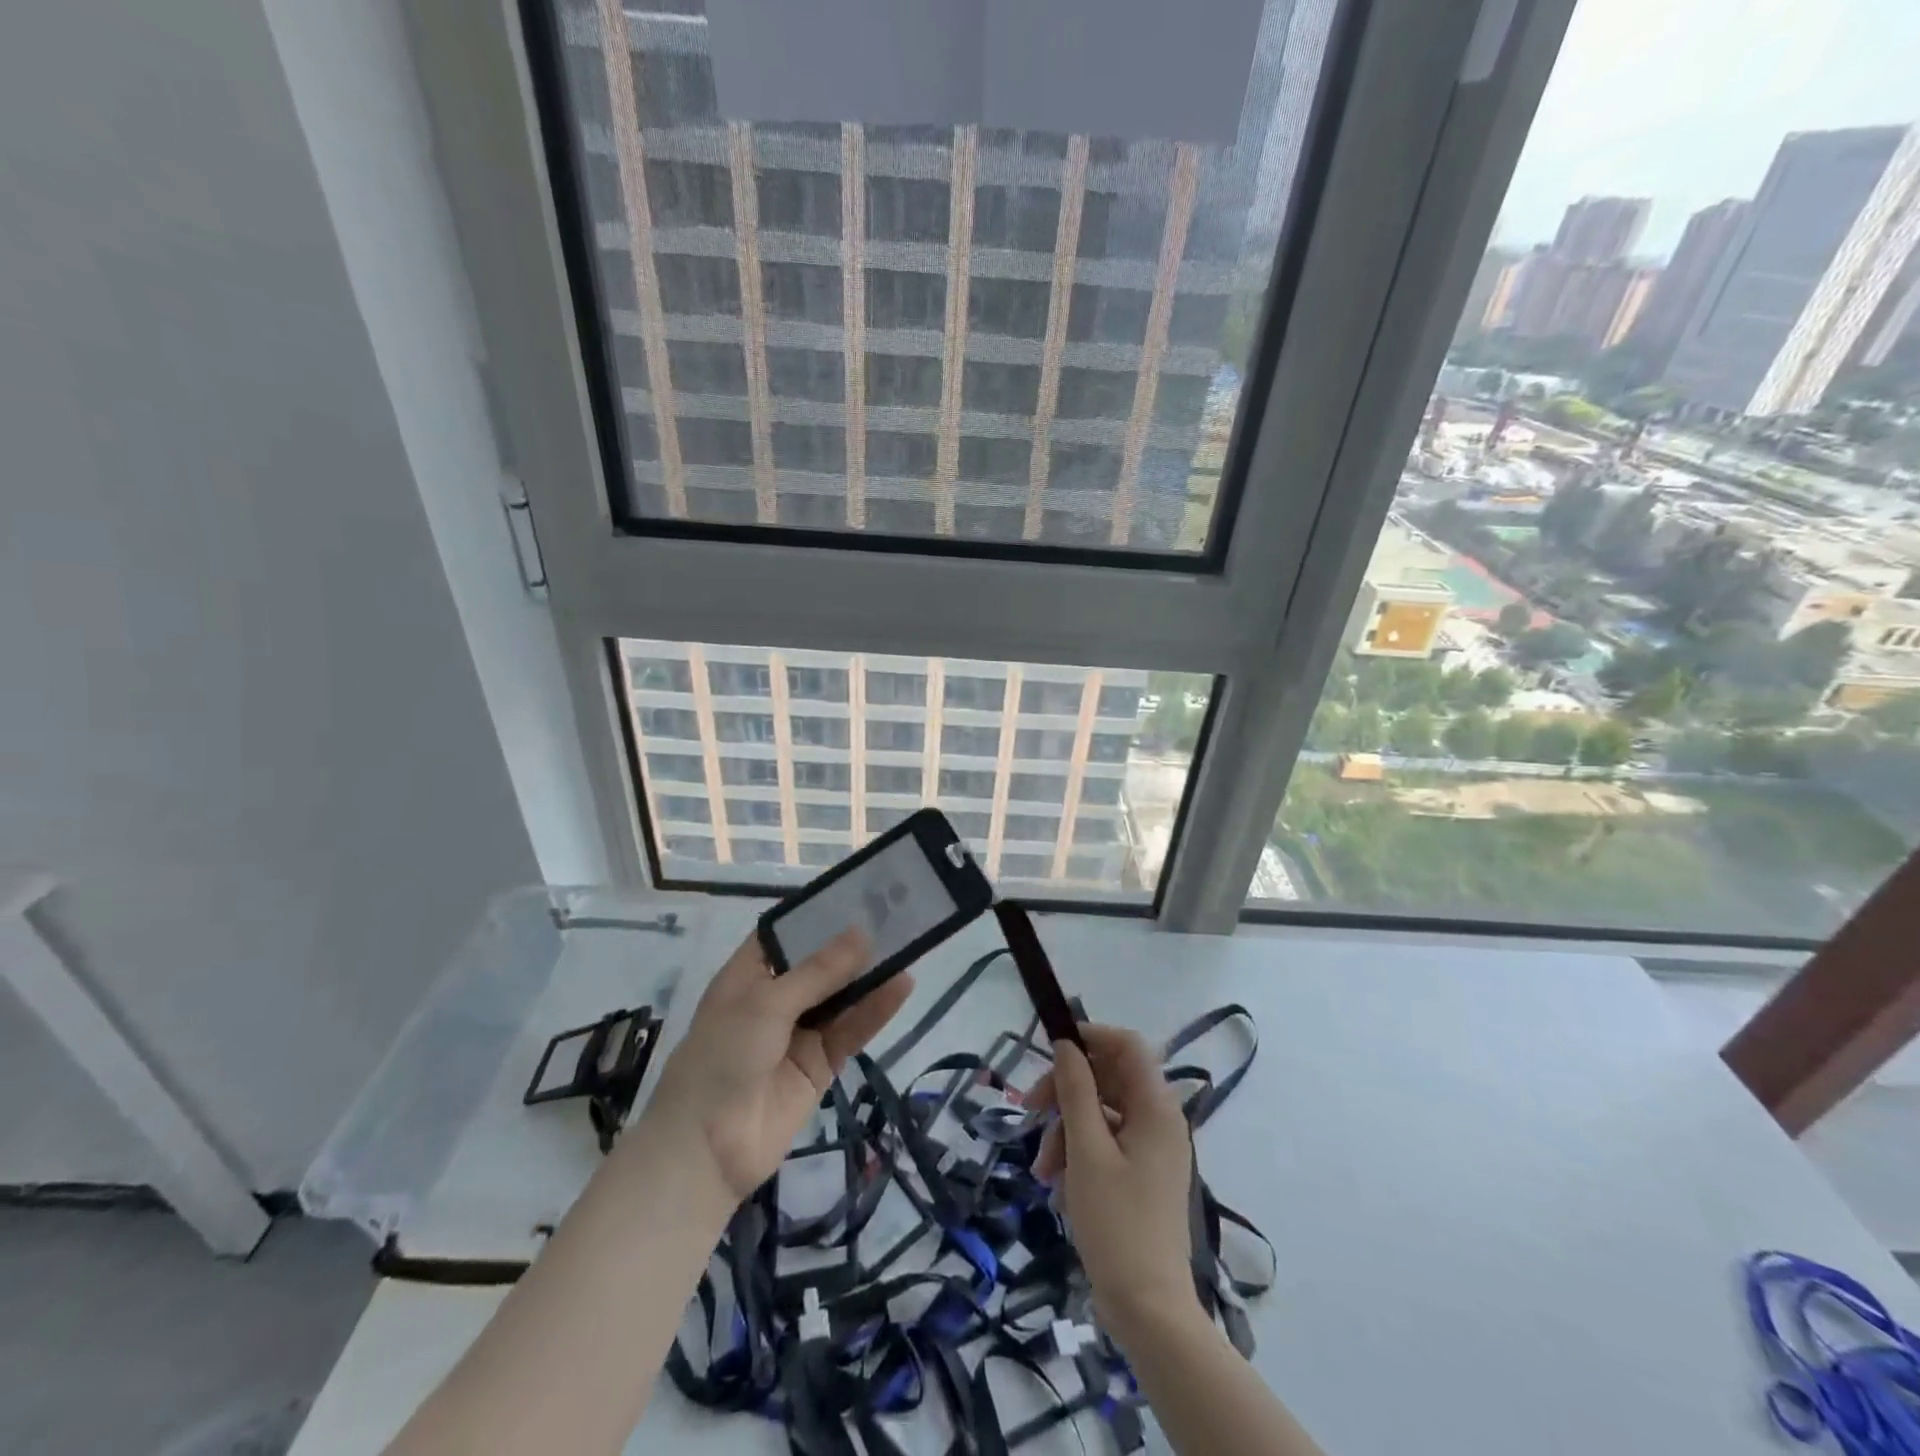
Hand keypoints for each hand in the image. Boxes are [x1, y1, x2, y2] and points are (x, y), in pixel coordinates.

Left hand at [642, 930, 911, 1202]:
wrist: (706, 1148)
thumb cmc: (723, 1056)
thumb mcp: (767, 1003)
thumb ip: (819, 971)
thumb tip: (862, 934)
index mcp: (750, 975)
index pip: (785, 933)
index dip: (816, 915)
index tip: (855, 894)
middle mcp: (775, 998)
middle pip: (819, 964)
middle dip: (851, 945)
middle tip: (893, 916)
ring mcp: (799, 1032)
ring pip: (841, 996)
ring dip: (869, 976)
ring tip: (907, 947)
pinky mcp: (819, 1063)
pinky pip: (851, 1030)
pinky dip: (875, 1011)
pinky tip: (901, 987)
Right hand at [1029, 1024, 1200, 1342]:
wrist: (1148, 1310)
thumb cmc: (1116, 1223)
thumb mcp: (1086, 1150)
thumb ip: (1075, 1090)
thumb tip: (1066, 1044)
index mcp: (1156, 1107)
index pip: (1126, 1045)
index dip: (1089, 1036)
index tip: (1050, 1049)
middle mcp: (1159, 1120)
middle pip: (1108, 1079)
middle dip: (1065, 1092)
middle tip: (1029, 1109)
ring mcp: (1152, 1149)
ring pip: (1101, 1113)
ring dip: (1065, 1130)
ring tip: (1041, 1168)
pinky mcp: (1142, 1175)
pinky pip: (1106, 1144)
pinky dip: (1078, 1155)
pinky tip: (1058, 1186)